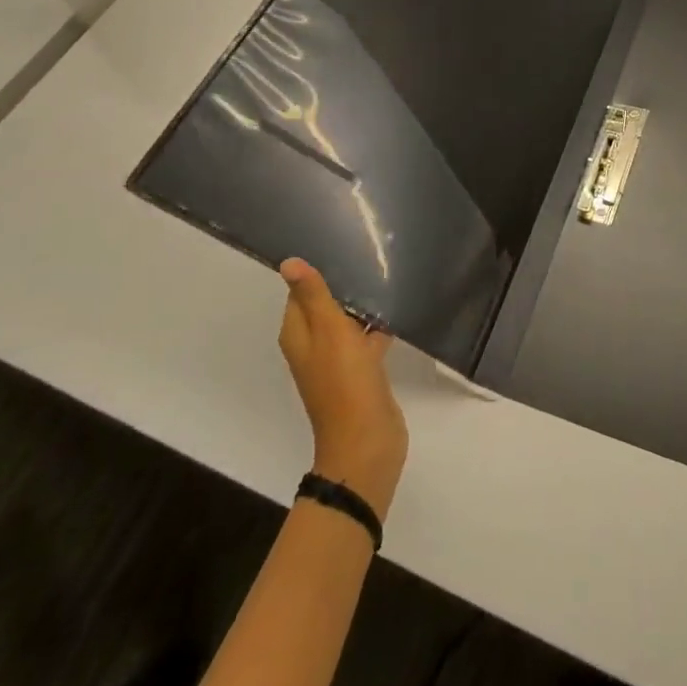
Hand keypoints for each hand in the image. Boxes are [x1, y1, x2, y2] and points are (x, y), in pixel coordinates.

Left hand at [277, 259, 408, 519]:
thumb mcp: (329, 331)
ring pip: (348, 320)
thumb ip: (313, 295)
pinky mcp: (362, 370)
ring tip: (387, 273)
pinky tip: (398, 307)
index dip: (318, 270)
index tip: (342, 244)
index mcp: (298, 334)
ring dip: (364, 303)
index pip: (300, 292)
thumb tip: (288, 262)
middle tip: (370, 252)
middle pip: (326, 304)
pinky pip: (367, 337)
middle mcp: (313, 345)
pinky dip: (378, 324)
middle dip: (345, 283)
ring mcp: (338, 359)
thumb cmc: (344, 382)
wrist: (367, 442)